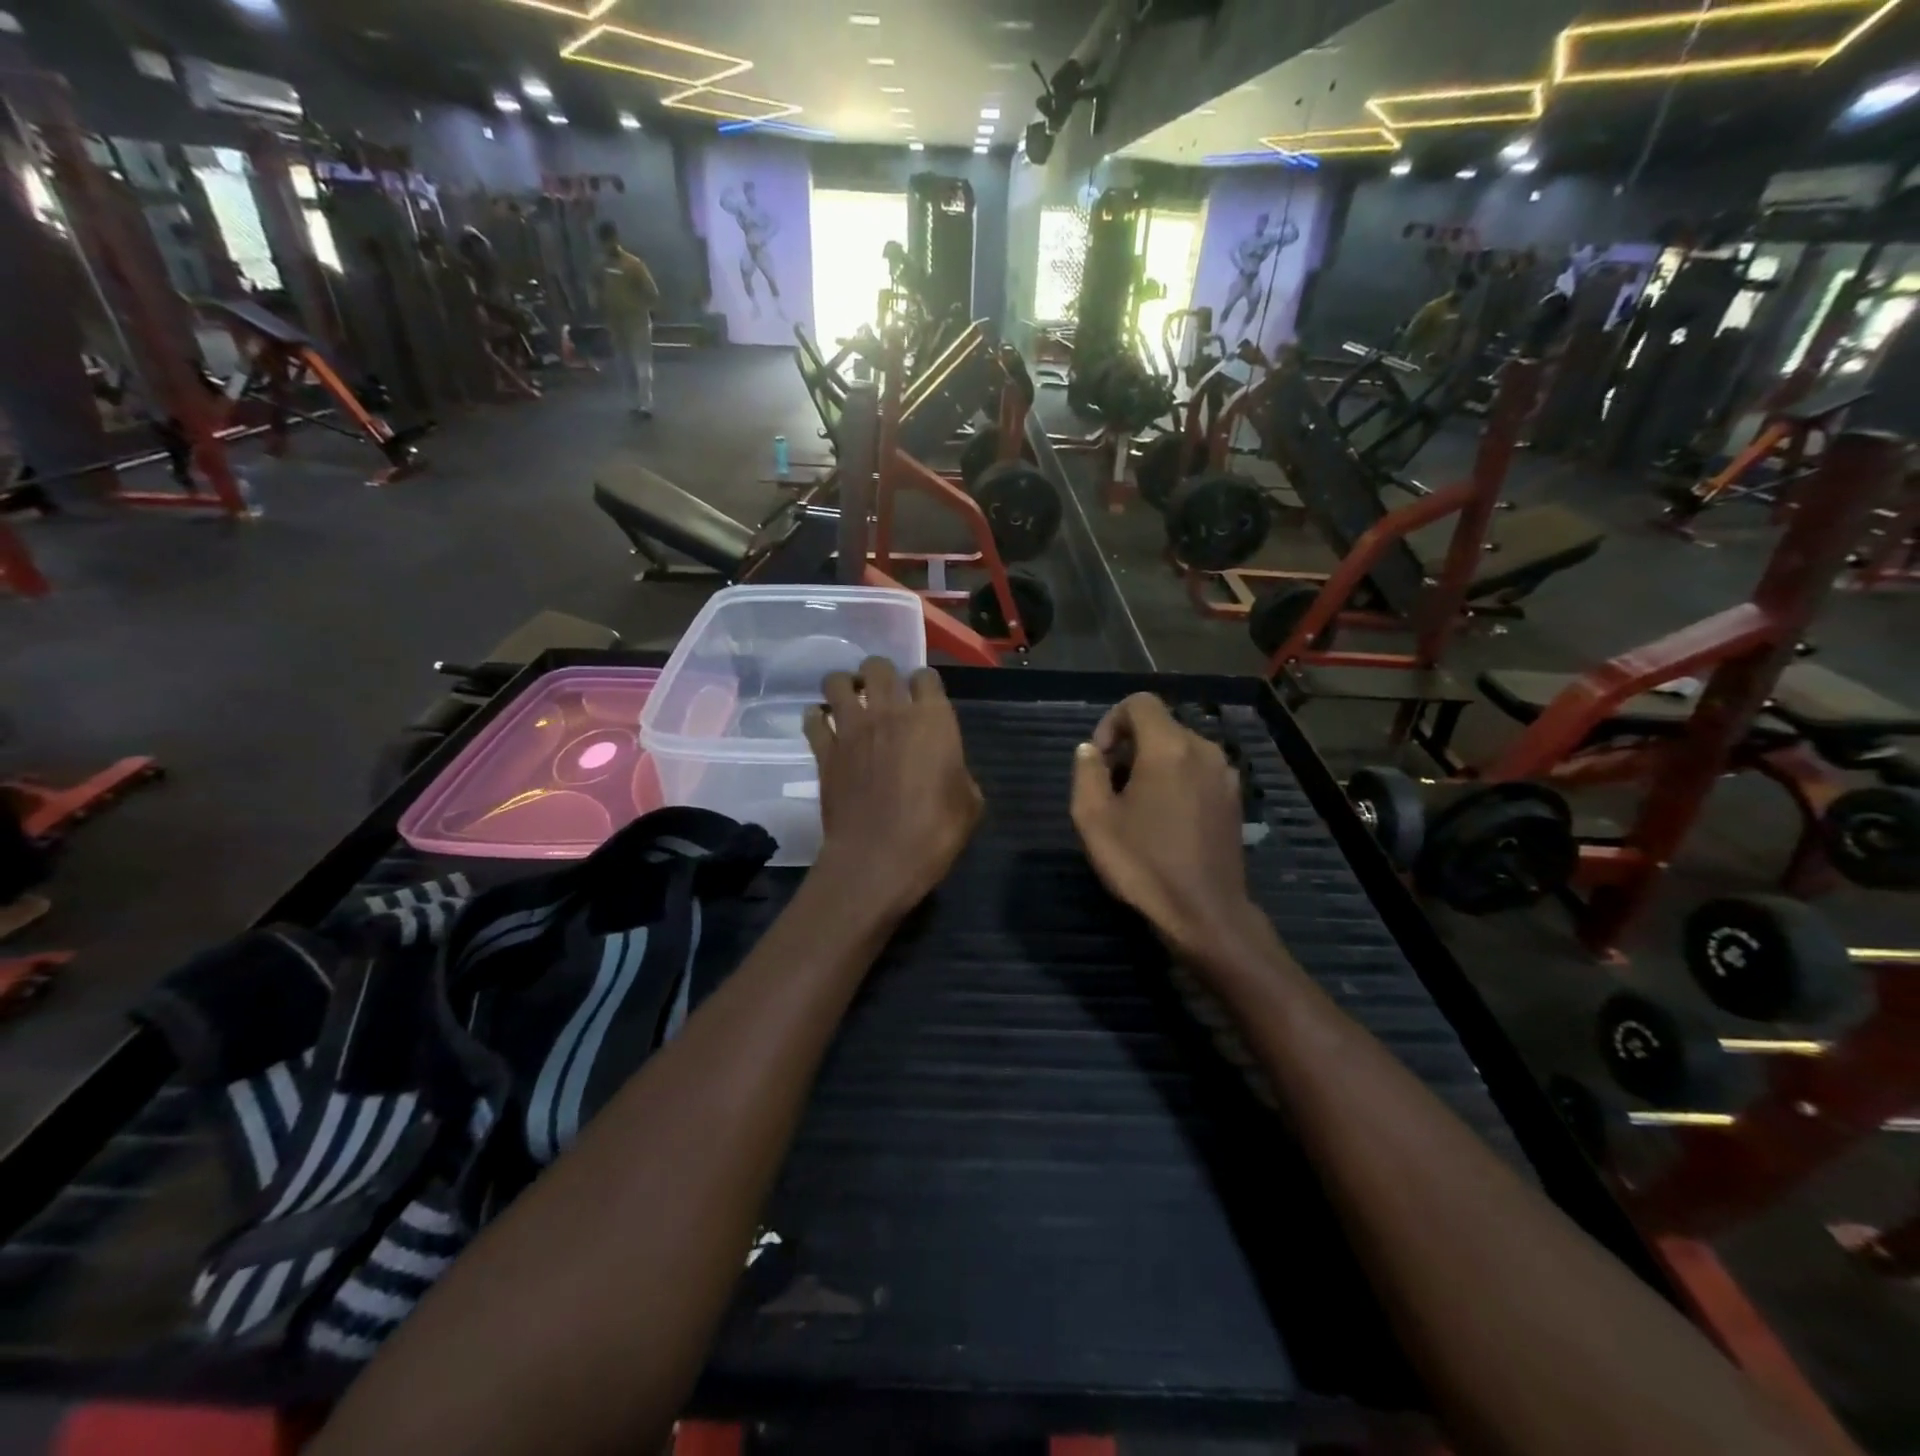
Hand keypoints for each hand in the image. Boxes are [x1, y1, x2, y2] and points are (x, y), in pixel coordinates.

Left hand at [804, 659, 981, 914]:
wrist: (878, 858)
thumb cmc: (935, 831)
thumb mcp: (969, 804)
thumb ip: (959, 775)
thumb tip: (949, 772)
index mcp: (932, 719)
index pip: (926, 676)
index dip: (925, 685)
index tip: (925, 700)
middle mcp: (890, 712)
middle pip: (879, 667)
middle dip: (881, 675)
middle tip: (883, 696)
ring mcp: (852, 729)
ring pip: (838, 681)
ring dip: (844, 686)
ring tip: (850, 702)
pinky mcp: (824, 751)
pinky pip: (813, 719)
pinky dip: (817, 719)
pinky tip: (824, 728)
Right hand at [1070, 694, 1262, 968]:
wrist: (1205, 914)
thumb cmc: (1144, 864)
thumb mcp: (1094, 818)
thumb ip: (1087, 772)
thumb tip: (1090, 751)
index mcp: (1169, 747)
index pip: (1140, 703)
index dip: (1111, 721)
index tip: (1099, 759)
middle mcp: (1204, 750)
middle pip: (1160, 726)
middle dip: (1130, 746)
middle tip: (1111, 788)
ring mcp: (1225, 775)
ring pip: (1180, 749)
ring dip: (1153, 764)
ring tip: (1136, 807)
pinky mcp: (1235, 800)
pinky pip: (1198, 771)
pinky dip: (1176, 780)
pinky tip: (1165, 820)